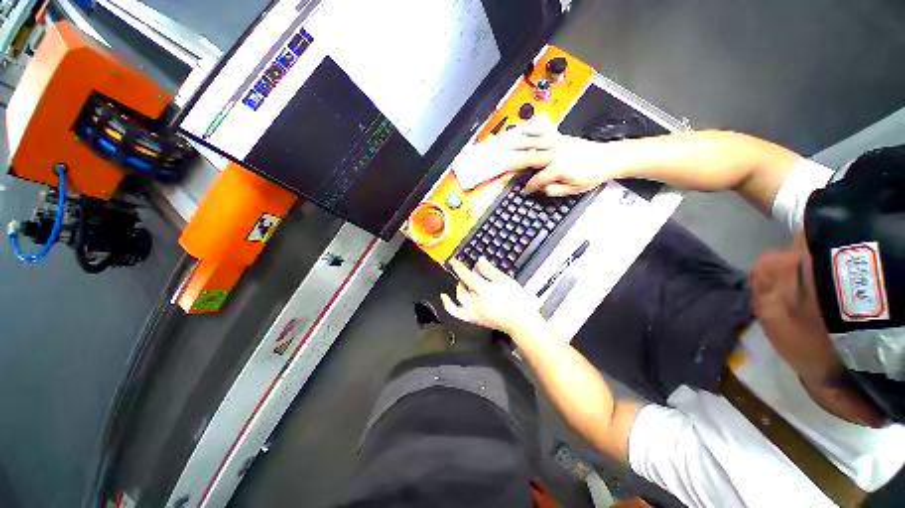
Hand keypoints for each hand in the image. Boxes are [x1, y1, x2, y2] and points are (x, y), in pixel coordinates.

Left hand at [441, 258, 542, 334]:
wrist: (520, 322)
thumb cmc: (516, 299)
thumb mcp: (505, 281)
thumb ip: (490, 271)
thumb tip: (479, 261)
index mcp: (482, 290)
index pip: (466, 275)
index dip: (459, 267)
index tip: (454, 260)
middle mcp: (473, 301)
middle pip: (463, 285)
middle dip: (466, 277)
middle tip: (474, 272)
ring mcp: (471, 312)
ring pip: (459, 296)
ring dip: (460, 287)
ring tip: (464, 282)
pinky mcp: (473, 319)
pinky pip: (455, 312)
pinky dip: (448, 304)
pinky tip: (444, 298)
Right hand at [504, 116, 627, 195]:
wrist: (608, 158)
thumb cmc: (591, 175)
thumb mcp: (572, 190)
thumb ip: (553, 190)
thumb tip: (540, 188)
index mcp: (557, 169)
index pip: (536, 180)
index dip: (529, 187)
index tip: (524, 191)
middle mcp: (555, 153)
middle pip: (529, 156)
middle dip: (514, 160)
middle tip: (501, 162)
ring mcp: (557, 142)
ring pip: (534, 140)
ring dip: (519, 142)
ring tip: (505, 142)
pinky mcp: (560, 136)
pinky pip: (544, 130)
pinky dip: (532, 129)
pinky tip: (524, 129)